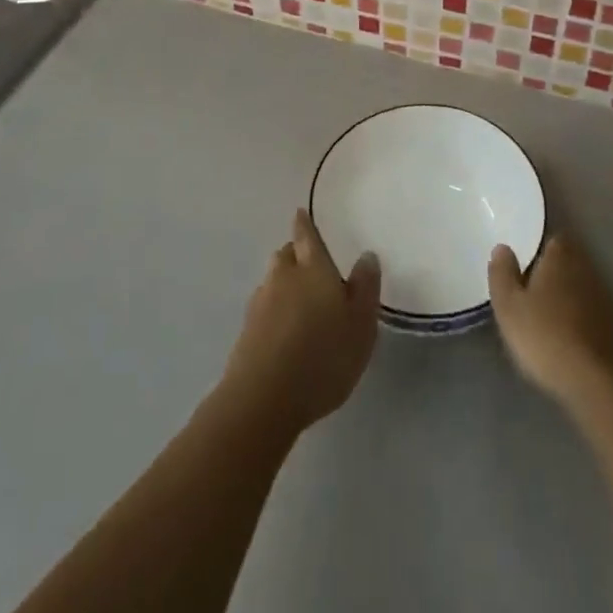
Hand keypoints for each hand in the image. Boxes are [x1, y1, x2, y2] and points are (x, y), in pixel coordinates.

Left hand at [221, 209, 381, 432]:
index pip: (306, 235)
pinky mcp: (246, 332)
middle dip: (296, 254)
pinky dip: (274, 311)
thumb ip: (365, 288)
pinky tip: (284, 330)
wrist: (263, 399)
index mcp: (313, 268)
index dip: (304, 224)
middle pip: (286, 255)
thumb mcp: (361, 325)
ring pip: (272, 280)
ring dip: (283, 283)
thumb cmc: (323, 357)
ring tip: (299, 300)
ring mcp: (260, 304)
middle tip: (310, 264)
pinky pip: (263, 308)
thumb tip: (366, 255)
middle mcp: (283, 277)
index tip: (301, 214)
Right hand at [489, 235, 612, 409]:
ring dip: (565, 294)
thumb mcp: (508, 305)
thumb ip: (502, 273)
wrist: (592, 381)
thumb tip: (502, 247)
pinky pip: (589, 310)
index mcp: (560, 257)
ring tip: (545, 312)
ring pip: (579, 286)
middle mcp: (585, 270)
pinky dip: (577, 316)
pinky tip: (564, 333)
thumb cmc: (543, 335)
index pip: (552, 240)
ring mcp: (602, 298)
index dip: (538, 249)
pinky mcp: (612, 326)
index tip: (524, 262)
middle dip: (552, 271)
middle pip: (567, 261)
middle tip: (530, 287)